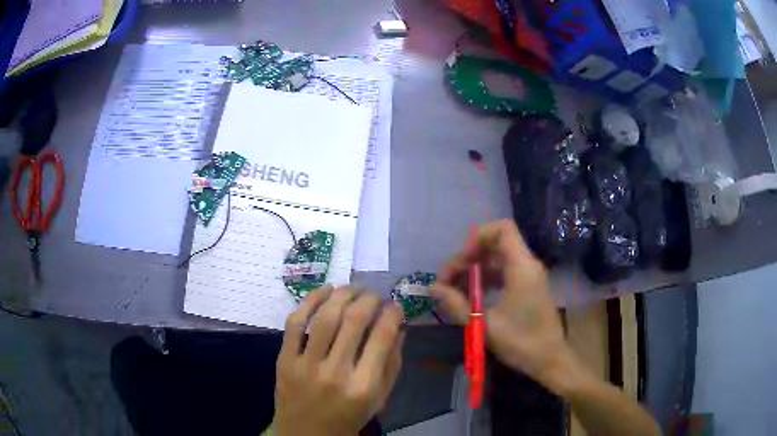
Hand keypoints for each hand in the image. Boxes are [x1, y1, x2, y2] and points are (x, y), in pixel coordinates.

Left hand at [274, 286, 404, 435]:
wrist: (305, 434)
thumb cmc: (347, 419)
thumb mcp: (379, 400)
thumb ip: (392, 365)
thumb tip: (399, 328)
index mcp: (363, 386)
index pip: (382, 337)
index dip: (392, 314)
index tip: (395, 306)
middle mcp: (335, 372)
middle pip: (353, 320)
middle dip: (369, 299)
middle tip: (375, 295)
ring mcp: (305, 364)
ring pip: (324, 316)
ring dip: (342, 294)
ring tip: (353, 288)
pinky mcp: (284, 359)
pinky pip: (294, 323)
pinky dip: (310, 301)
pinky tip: (325, 290)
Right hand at [431, 220, 573, 390]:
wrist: (549, 360)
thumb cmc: (521, 342)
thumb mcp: (484, 324)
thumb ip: (457, 304)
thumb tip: (433, 288)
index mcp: (522, 267)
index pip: (502, 229)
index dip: (478, 238)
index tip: (461, 261)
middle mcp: (527, 265)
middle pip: (495, 244)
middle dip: (469, 258)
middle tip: (448, 281)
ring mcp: (529, 276)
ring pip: (497, 259)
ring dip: (475, 270)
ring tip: (454, 291)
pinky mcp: (528, 287)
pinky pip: (504, 272)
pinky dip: (485, 279)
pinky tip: (471, 297)